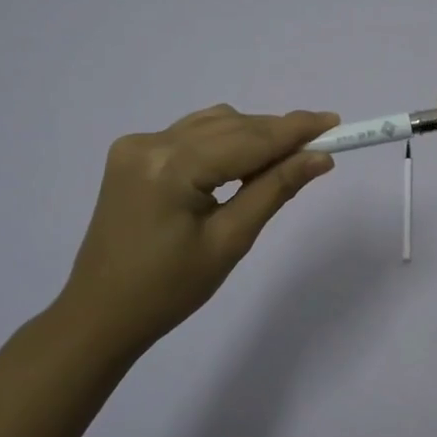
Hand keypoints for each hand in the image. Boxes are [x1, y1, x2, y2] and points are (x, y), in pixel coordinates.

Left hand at [52, 105, 337, 359]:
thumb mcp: (230, 242)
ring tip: (285, 158)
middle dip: (276, 133)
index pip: (247, 139)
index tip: (335, 122)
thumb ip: (274, 190)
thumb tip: (319, 158)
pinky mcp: (132, 155)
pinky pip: (190, 135)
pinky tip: (242, 162)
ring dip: (251, 135)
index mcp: (170, 167)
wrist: (100, 314)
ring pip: (212, 125)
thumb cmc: (169, 291)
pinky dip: (222, 142)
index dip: (294, 130)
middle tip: (321, 143)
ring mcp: (136, 146)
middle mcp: (150, 143)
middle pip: (230, 126)